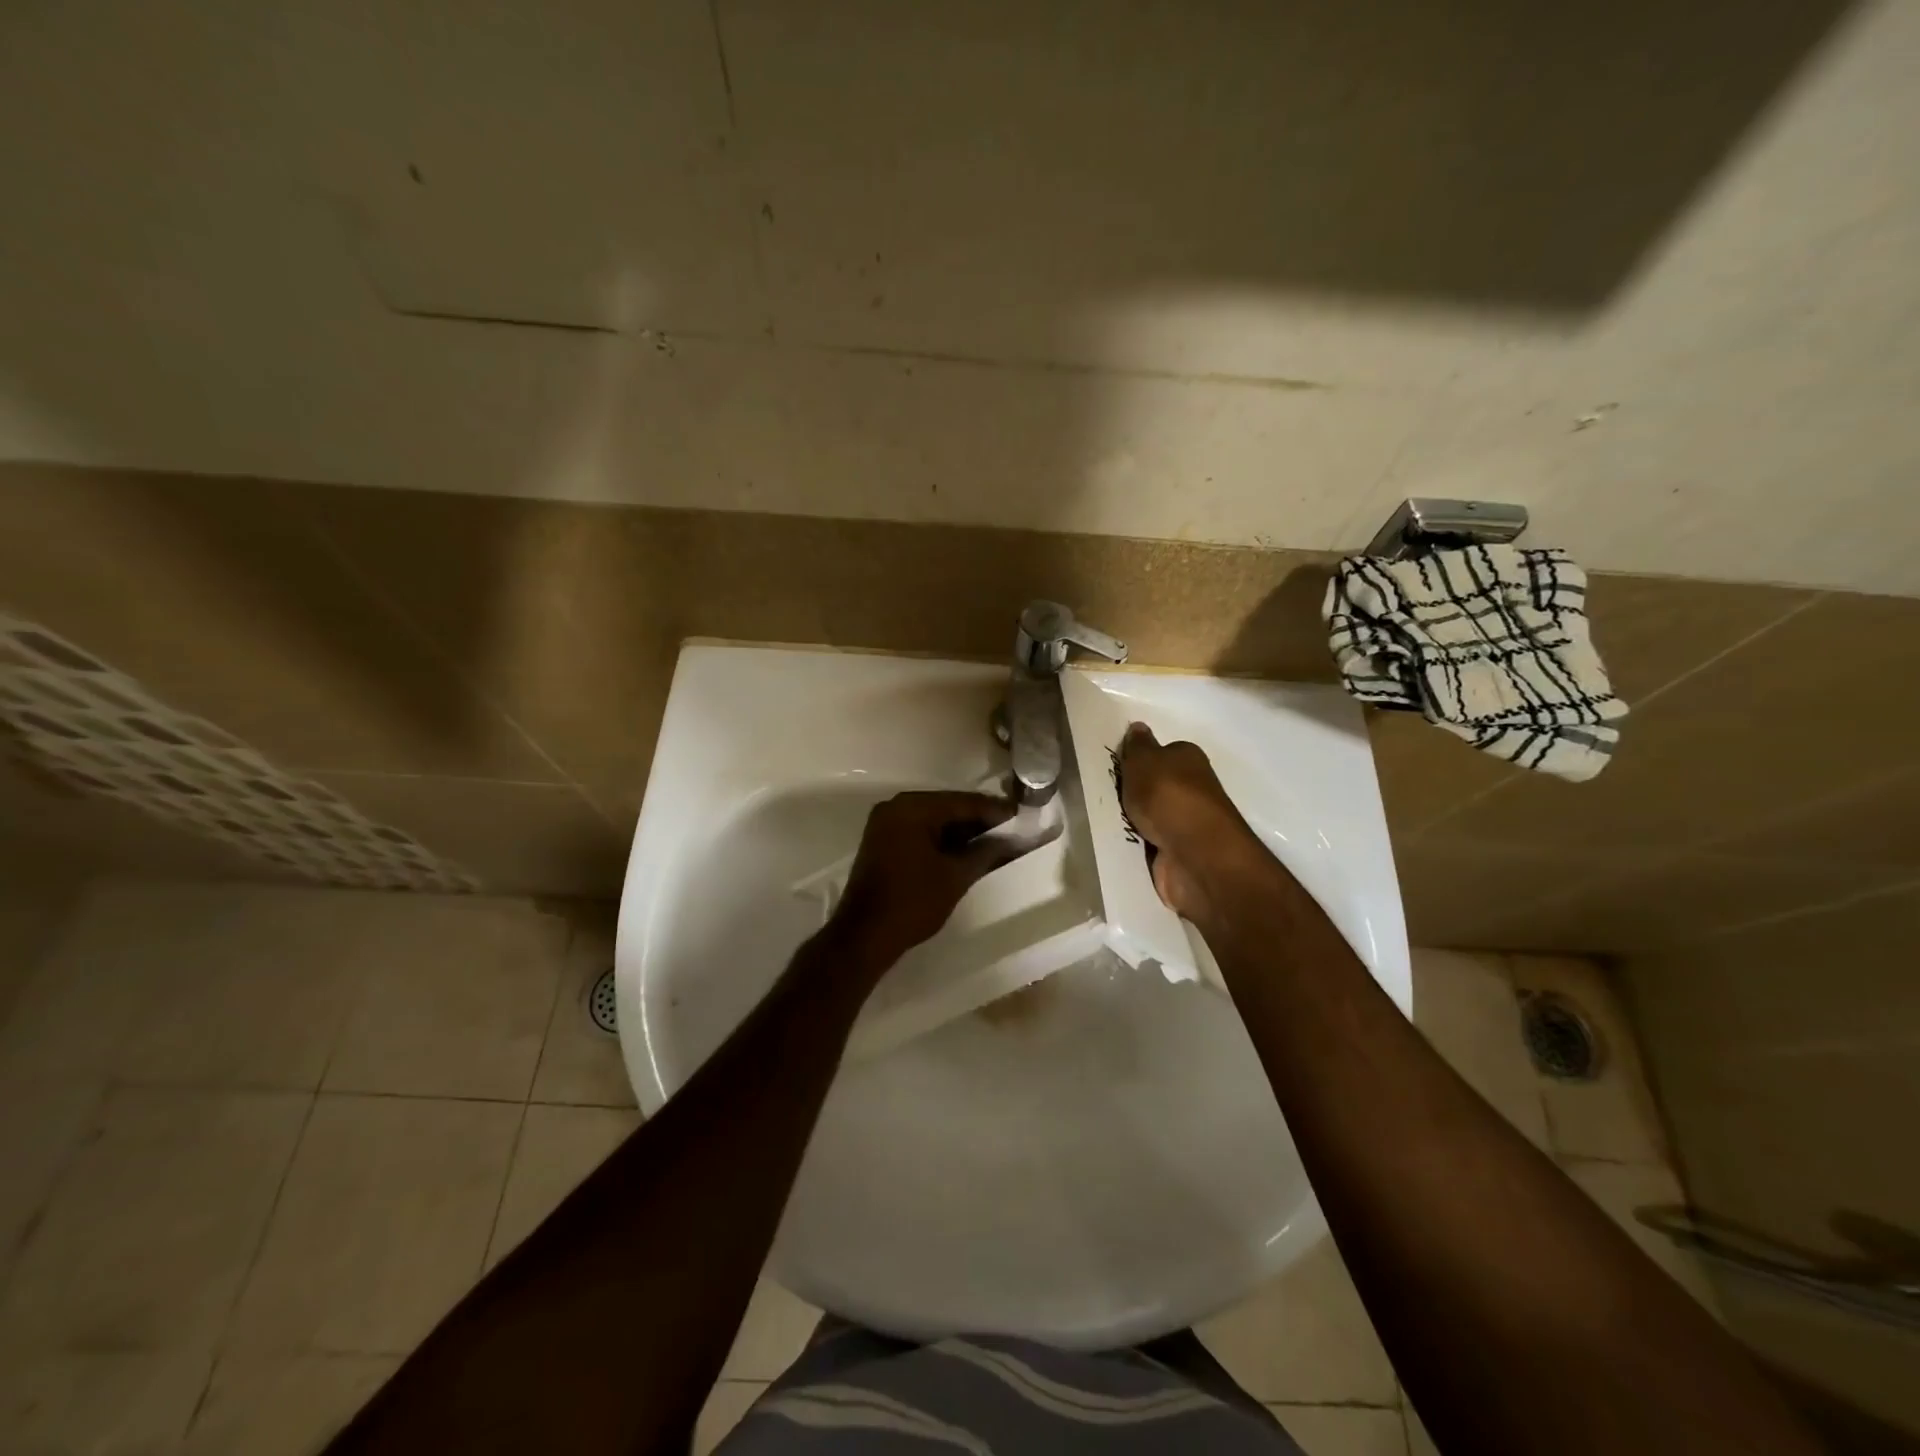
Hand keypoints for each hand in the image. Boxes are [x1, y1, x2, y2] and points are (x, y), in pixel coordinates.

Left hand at [829, 791, 1019, 966]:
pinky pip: (918, 831)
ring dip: (960, 831)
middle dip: (978, 820)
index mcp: (913, 807)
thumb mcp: (956, 876)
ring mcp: (885, 823)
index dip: (994, 811)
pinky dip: (941, 839)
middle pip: (947, 806)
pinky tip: (965, 851)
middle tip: (1010, 829)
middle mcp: (896, 806)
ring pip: (933, 820)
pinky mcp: (881, 841)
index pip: (962, 802)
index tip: (1021, 817)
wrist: (864, 935)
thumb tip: (1009, 841)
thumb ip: (985, 852)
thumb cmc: (912, 902)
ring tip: (993, 842)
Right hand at [1117, 723, 1255, 922]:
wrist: (1194, 854)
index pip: (1163, 752)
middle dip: (1135, 790)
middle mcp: (1193, 788)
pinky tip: (1120, 841)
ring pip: (1152, 815)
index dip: (1141, 759)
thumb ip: (1137, 745)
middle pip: (1157, 785)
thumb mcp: (1144, 761)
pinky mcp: (1179, 852)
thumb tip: (1139, 727)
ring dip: (1134, 818)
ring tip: (1104, 818)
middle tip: (1105, 793)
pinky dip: (1138, 843)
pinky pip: (1151, 842)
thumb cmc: (1168, 796)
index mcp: (1189, 759)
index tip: (1116, 767)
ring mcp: (1187, 822)